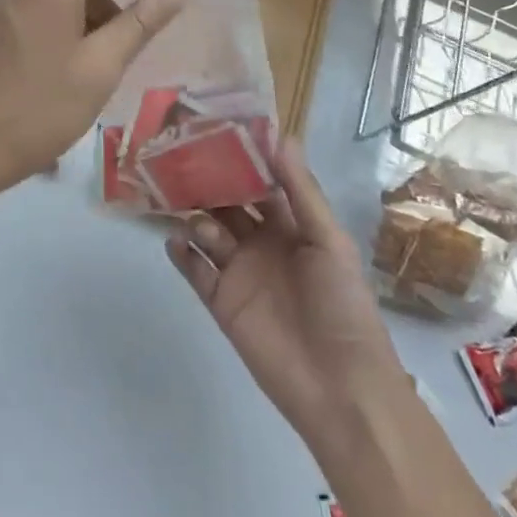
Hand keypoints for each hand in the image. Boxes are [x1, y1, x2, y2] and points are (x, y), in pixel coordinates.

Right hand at [167, 139, 404, 464]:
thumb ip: (301, 190)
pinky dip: (181, 254)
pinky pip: (194, 271)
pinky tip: (173, 240)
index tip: (214, 129)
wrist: (340, 388)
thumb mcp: (329, 241)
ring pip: (206, 232)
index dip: (240, 159)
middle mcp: (261, 243)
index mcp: (291, 227)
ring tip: (180, 203)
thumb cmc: (343, 306)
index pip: (260, 183)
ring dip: (194, 216)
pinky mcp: (221, 301)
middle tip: (179, 157)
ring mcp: (239, 272)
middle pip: (227, 204)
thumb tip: (279, 135)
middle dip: (207, 183)